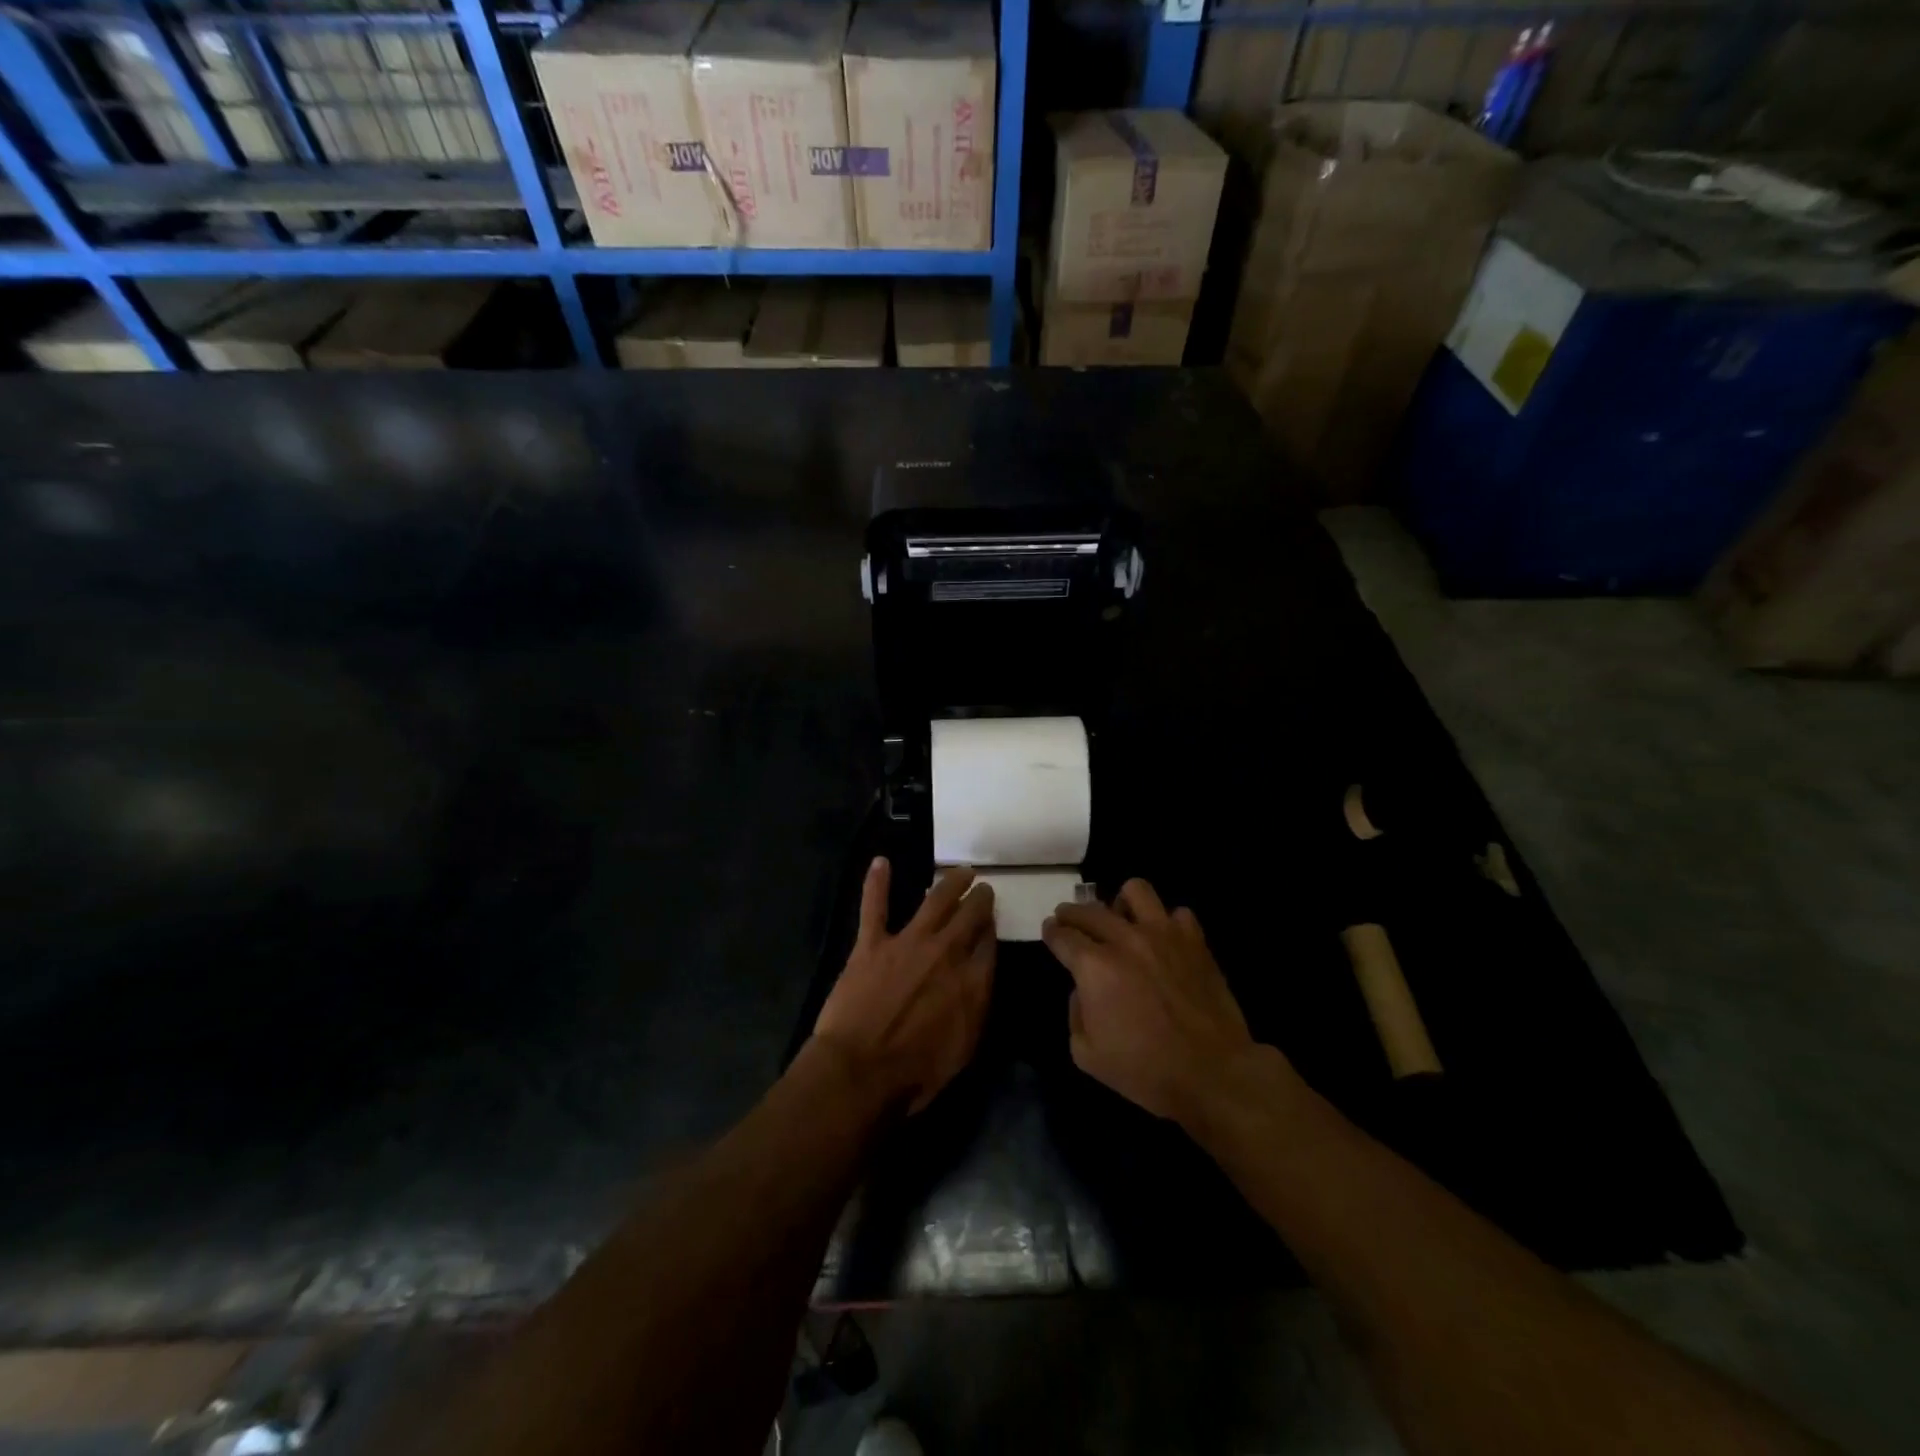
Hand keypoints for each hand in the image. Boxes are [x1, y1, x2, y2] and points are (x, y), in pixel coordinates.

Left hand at [813, 859, 995, 1114]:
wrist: (861, 1071)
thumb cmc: (916, 1072)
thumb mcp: (965, 1047)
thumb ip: (977, 1006)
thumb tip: (982, 977)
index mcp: (972, 981)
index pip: (989, 943)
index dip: (992, 929)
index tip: (992, 921)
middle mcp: (946, 952)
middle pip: (970, 916)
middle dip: (980, 899)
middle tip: (984, 888)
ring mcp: (908, 942)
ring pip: (935, 900)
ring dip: (951, 882)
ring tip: (961, 871)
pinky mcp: (872, 943)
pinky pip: (875, 906)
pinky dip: (876, 882)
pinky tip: (880, 861)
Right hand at [1042, 879, 1258, 1122]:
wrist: (1213, 1073)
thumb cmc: (1146, 1070)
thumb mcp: (1087, 1054)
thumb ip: (1075, 1013)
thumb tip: (1083, 989)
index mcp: (1094, 967)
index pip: (1063, 935)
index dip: (1052, 932)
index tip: (1050, 931)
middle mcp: (1125, 940)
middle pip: (1089, 910)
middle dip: (1072, 913)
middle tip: (1069, 920)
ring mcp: (1164, 935)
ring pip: (1135, 891)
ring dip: (1121, 903)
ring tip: (1121, 919)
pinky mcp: (1195, 942)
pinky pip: (1178, 914)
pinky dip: (1166, 923)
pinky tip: (1163, 941)